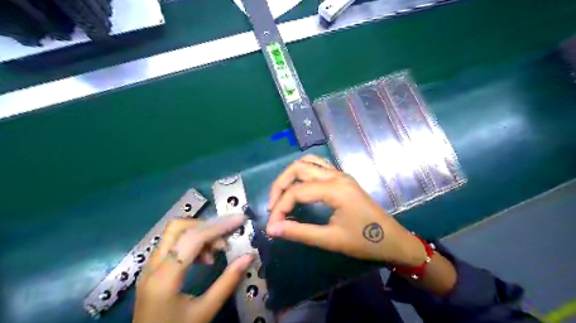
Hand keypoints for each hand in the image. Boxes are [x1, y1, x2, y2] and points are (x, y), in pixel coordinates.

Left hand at [135, 214, 253, 322]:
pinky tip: (204, 259)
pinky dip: (191, 243)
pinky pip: (173, 245)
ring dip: (199, 234)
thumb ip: (227, 282)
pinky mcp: (152, 270)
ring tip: (216, 252)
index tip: (239, 220)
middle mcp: (152, 267)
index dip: (218, 226)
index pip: (192, 239)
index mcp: (164, 278)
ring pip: (174, 234)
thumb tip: (249, 257)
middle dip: (206, 226)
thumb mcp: (204, 312)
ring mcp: (149, 267)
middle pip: (178, 227)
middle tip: (225, 240)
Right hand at [265, 156, 427, 265]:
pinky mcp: (342, 178)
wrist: (392, 239)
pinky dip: (303, 172)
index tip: (271, 226)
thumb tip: (272, 229)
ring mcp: (340, 174)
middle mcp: (336, 175)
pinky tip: (299, 187)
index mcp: (334, 189)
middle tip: (272, 206)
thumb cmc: (364, 241)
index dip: (279, 207)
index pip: (297, 191)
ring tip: (282, 195)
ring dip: (291, 176)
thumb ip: (299, 232)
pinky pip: (318, 165)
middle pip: (298, 168)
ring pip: (307, 162)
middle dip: (280, 185)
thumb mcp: (330, 240)